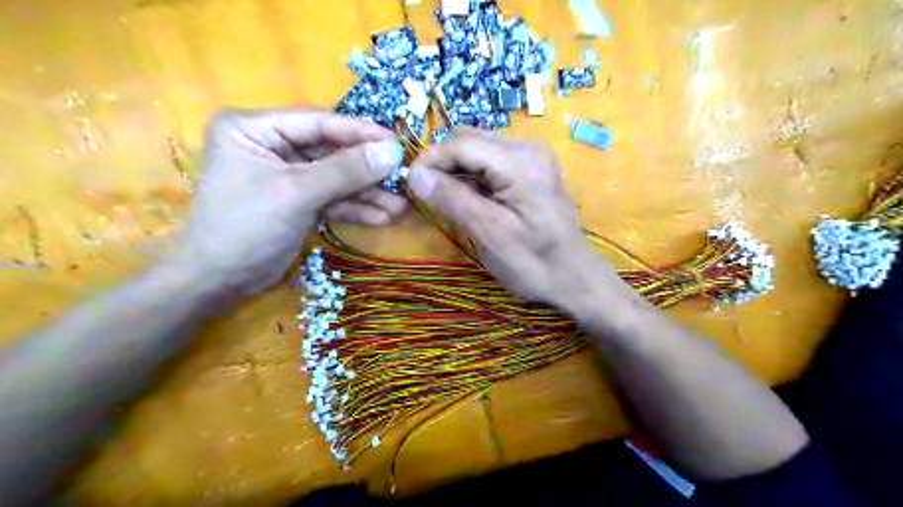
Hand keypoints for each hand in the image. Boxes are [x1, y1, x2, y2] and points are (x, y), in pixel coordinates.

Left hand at [170, 109, 409, 294]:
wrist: (221, 281)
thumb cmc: (247, 227)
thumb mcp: (297, 193)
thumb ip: (346, 170)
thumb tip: (393, 151)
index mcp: (255, 128)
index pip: (317, 122)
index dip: (359, 132)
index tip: (397, 141)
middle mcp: (271, 146)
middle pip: (331, 151)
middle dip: (367, 170)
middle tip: (403, 177)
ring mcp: (287, 176)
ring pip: (336, 178)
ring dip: (367, 194)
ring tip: (400, 206)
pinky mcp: (298, 201)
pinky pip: (332, 198)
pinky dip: (355, 208)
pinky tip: (382, 217)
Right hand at [406, 129, 628, 315]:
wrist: (574, 278)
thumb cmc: (534, 263)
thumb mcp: (490, 233)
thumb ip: (453, 200)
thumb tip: (415, 175)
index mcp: (519, 161)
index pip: (461, 143)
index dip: (430, 160)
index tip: (410, 186)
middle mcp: (527, 148)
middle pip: (468, 139)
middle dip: (441, 163)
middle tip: (425, 195)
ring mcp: (531, 157)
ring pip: (477, 149)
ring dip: (455, 170)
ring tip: (444, 200)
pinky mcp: (531, 169)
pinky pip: (490, 162)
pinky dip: (472, 176)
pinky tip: (468, 199)